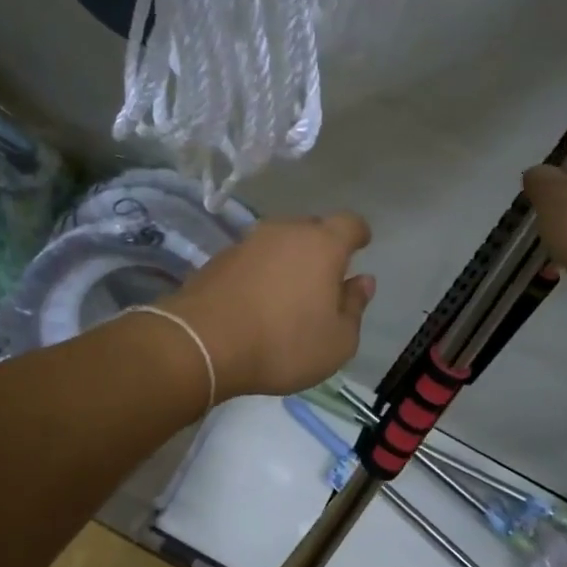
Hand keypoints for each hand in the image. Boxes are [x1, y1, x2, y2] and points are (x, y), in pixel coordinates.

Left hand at [162, 215, 376, 399]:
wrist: (203, 343)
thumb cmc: (284, 344)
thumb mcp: (337, 341)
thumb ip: (354, 307)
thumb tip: (362, 281)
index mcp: (322, 245)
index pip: (349, 223)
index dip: (358, 233)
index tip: (362, 245)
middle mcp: (285, 232)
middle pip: (311, 228)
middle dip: (322, 246)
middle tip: (325, 277)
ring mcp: (248, 242)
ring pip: (278, 242)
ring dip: (288, 259)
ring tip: (290, 291)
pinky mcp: (218, 259)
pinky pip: (252, 259)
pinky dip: (261, 272)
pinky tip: (258, 300)